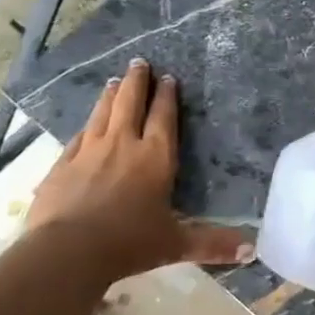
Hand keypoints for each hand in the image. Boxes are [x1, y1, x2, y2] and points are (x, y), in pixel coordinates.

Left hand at [28, 59, 250, 278]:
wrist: (66, 252)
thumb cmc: (129, 243)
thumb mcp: (176, 244)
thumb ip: (213, 244)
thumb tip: (253, 252)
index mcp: (155, 157)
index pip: (163, 116)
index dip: (167, 96)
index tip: (168, 77)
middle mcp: (123, 145)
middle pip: (130, 103)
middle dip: (136, 81)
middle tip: (139, 62)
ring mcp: (88, 152)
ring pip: (102, 114)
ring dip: (110, 96)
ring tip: (113, 81)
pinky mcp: (61, 166)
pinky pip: (77, 138)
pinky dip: (86, 126)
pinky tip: (86, 125)